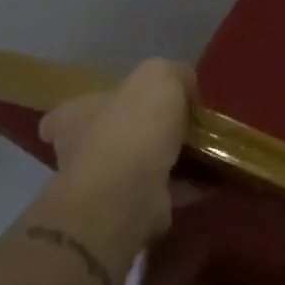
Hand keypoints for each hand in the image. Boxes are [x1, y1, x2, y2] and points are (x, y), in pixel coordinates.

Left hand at [38, 59, 195, 255]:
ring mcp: (103, 185)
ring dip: (165, 161)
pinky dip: (185, 186)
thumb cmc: (133, 126)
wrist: (128, 193)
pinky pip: (162, 192)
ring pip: (137, 166)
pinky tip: (212, 179)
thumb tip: (186, 89)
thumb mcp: (159, 77)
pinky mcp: (129, 210)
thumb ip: (173, 74)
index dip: (95, 106)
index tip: (122, 107)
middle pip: (108, 138)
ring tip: (204, 153)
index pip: (71, 110)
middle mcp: (81, 151)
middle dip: (138, 134)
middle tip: (178, 128)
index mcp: (75, 116)